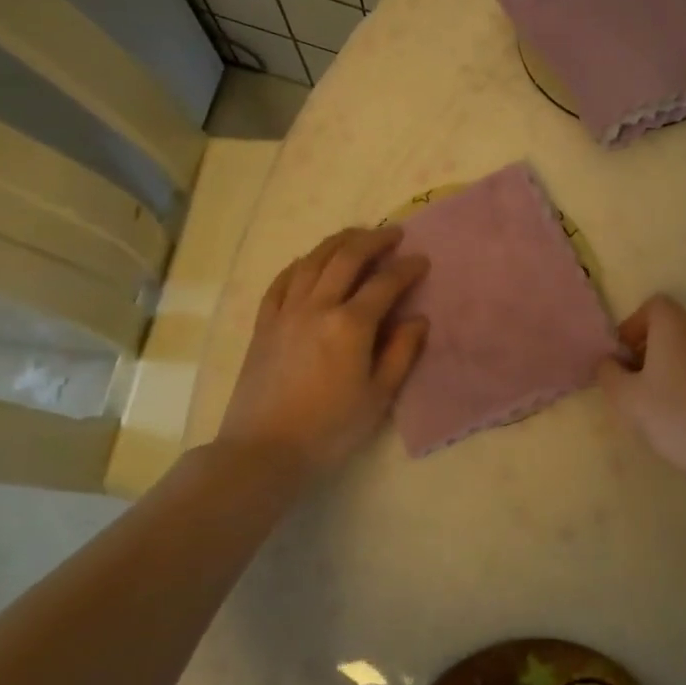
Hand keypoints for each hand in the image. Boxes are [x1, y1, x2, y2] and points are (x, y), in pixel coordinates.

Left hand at [217, 225, 428, 473]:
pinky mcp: (263, 324)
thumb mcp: (378, 397)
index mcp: (350, 325)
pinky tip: (308, 261)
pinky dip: (299, 264)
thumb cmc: (330, 429)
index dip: (406, 268)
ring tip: (356, 235)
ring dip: (337, 242)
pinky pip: (282, 281)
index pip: (384, 283)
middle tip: (393, 234)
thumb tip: (418, 319)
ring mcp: (286, 312)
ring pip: (312, 261)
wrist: (263, 451)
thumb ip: (401, 353)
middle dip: (374, 240)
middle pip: (346, 258)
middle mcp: (317, 306)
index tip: (422, 260)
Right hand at [596, 295, 685, 479]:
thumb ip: (608, 373)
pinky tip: (682, 415)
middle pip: (670, 328)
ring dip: (668, 367)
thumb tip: (610, 362)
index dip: (632, 327)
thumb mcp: (625, 397)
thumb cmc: (675, 415)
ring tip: (655, 404)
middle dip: (647, 350)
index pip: (652, 306)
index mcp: (677, 325)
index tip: (621, 359)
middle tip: (633, 384)